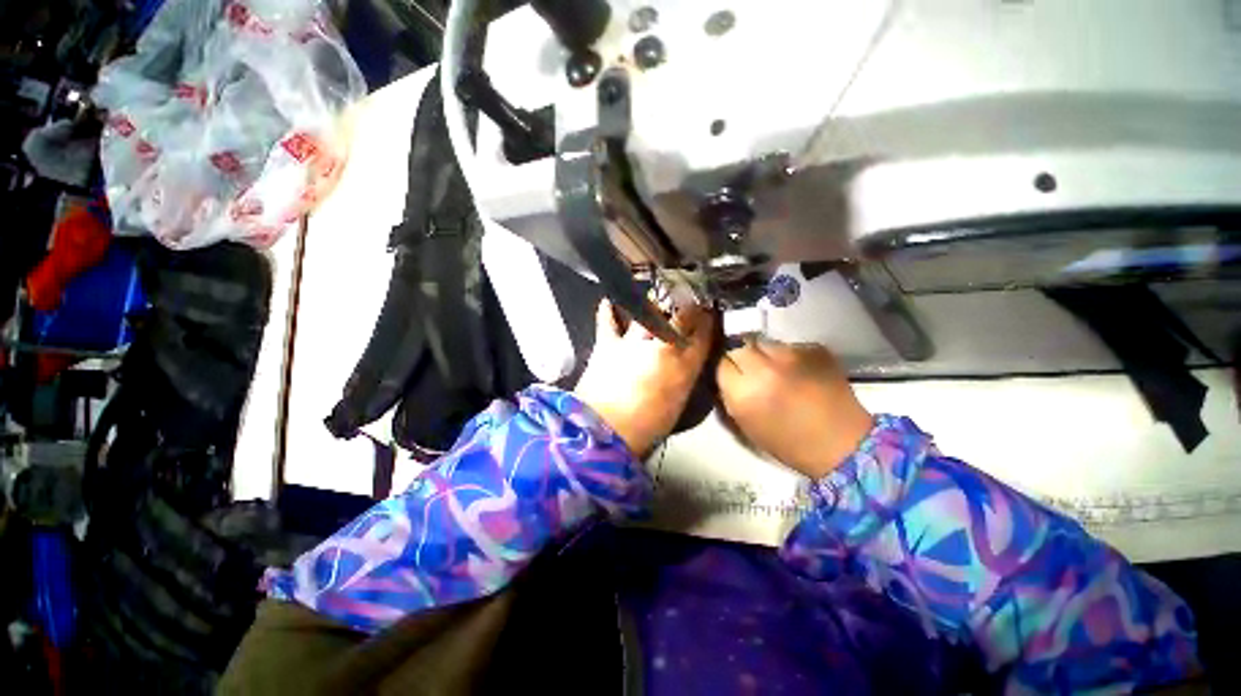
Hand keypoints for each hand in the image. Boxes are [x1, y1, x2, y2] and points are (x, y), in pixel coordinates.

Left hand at [574, 301, 714, 456]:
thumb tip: (687, 357)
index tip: (708, 312)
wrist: (605, 432)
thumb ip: (685, 374)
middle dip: (687, 305)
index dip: (707, 319)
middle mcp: (663, 347)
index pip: (703, 333)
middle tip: (687, 301)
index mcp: (684, 366)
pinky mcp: (607, 342)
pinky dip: (610, 308)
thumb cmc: (647, 425)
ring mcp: (634, 341)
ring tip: (656, 300)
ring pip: (650, 309)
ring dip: (655, 303)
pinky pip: (609, 317)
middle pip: (681, 315)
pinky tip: (612, 300)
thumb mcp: (678, 402)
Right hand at [717, 341, 872, 478]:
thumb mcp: (746, 425)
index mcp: (745, 392)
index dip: (724, 368)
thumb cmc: (789, 443)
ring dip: (763, 354)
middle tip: (749, 370)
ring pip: (763, 342)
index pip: (721, 362)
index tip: (730, 375)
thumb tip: (725, 375)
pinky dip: (788, 356)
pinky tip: (798, 372)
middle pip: (739, 346)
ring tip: (775, 370)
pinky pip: (789, 345)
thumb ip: (729, 396)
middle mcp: (765, 368)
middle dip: (740, 356)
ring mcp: (792, 355)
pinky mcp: (815, 349)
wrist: (845, 445)